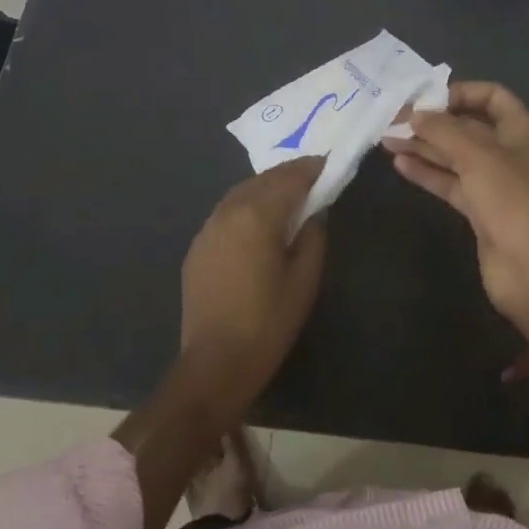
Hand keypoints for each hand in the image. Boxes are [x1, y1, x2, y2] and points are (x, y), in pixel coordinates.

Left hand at [179, 157, 327, 414]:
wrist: (214, 363)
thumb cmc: (268, 323)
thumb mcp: (305, 280)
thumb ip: (313, 236)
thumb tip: (315, 212)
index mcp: (258, 215)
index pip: (290, 178)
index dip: (312, 168)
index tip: (329, 164)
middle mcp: (229, 211)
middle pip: (264, 179)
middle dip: (289, 174)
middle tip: (313, 174)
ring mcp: (208, 227)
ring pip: (242, 191)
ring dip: (266, 186)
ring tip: (289, 192)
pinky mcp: (198, 246)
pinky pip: (226, 211)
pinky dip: (247, 204)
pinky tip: (258, 218)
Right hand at [383, 82, 528, 337]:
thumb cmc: (510, 199)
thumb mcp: (476, 155)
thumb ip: (443, 130)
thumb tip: (415, 114)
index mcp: (519, 130)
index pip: (492, 96)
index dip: (461, 92)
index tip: (428, 98)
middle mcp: (507, 152)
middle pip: (467, 126)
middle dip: (433, 122)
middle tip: (394, 119)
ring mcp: (492, 182)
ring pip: (454, 156)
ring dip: (423, 146)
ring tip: (387, 140)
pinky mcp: (478, 209)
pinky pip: (449, 182)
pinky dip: (427, 173)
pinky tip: (400, 165)